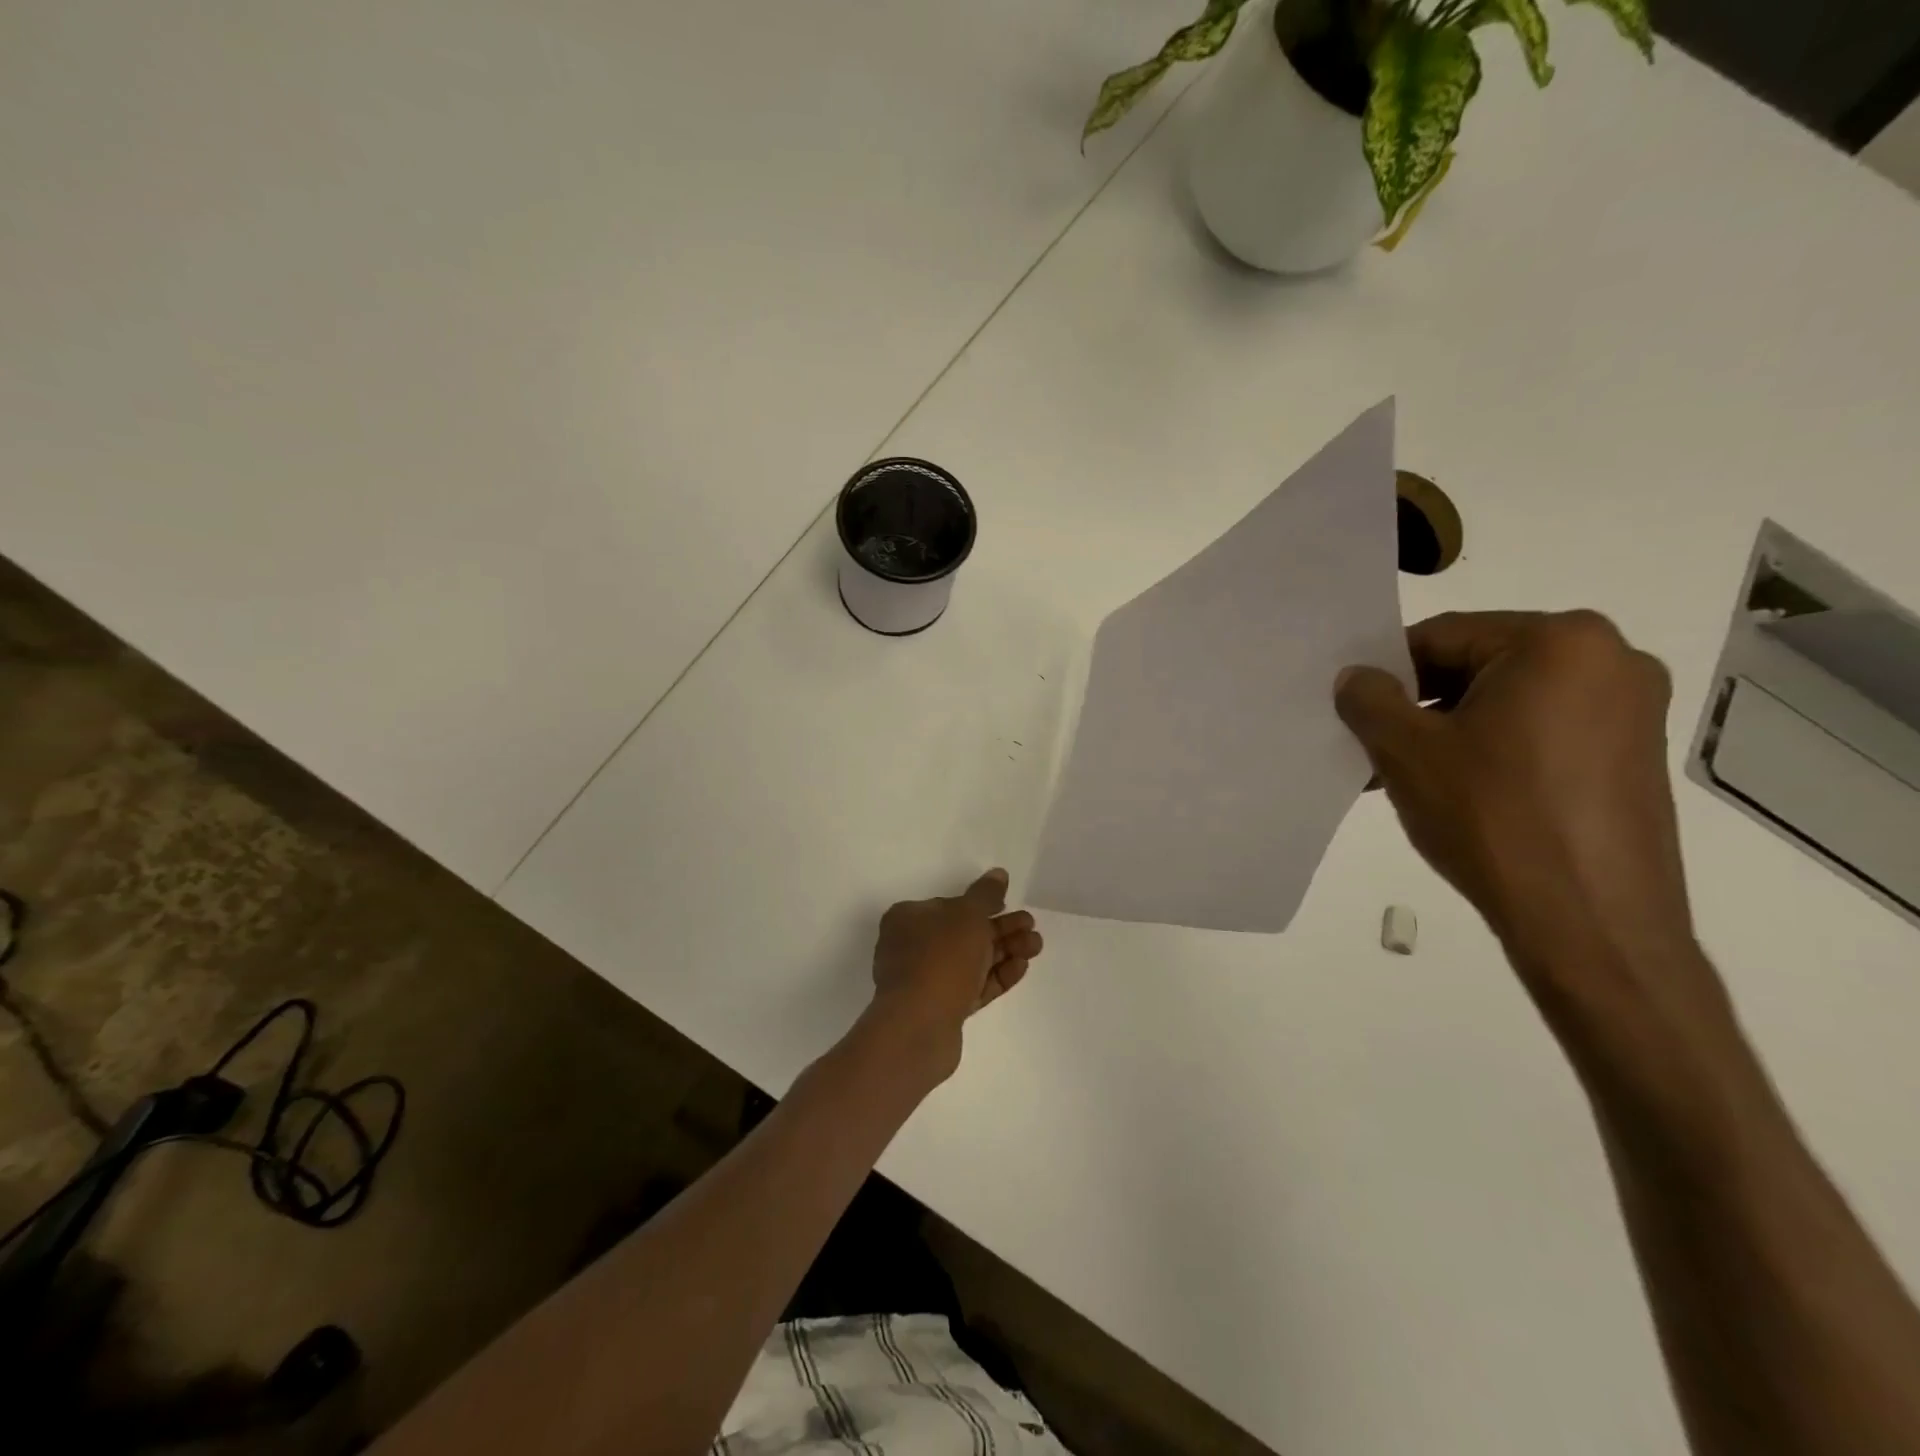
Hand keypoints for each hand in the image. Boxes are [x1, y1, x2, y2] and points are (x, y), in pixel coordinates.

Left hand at [866, 869, 1043, 1075]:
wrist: (918, 1026)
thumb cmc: (940, 958)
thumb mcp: (967, 916)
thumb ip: (985, 894)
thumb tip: (998, 874)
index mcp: (908, 919)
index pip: (948, 905)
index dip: (980, 904)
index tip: (1008, 904)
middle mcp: (912, 948)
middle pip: (963, 933)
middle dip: (1001, 929)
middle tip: (1031, 926)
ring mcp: (925, 981)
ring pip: (971, 961)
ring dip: (1005, 951)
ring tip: (1036, 946)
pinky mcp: (941, 1009)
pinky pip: (972, 986)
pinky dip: (996, 976)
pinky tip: (1021, 967)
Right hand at [1334, 611, 1698, 1004]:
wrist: (1591, 923)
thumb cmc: (1493, 818)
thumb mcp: (1406, 752)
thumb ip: (1369, 699)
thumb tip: (1356, 677)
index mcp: (1561, 642)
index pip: (1443, 636)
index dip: (1387, 673)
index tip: (1355, 712)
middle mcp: (1611, 660)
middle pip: (1479, 666)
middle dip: (1420, 706)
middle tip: (1376, 748)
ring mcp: (1632, 712)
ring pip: (1508, 703)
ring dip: (1450, 731)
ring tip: (1407, 778)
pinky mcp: (1634, 758)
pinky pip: (1541, 733)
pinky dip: (1492, 751)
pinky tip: (1457, 793)